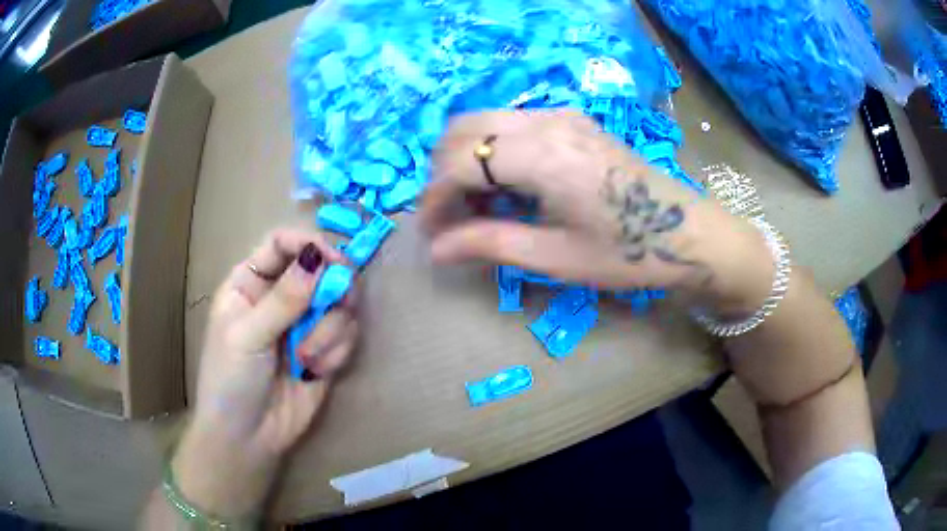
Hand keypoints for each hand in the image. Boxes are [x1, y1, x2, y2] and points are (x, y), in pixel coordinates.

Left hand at [172, 229, 358, 517]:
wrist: (248, 439)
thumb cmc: (231, 381)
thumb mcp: (248, 336)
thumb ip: (284, 298)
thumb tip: (317, 256)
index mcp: (250, 284)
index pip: (282, 244)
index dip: (308, 244)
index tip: (334, 260)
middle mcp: (280, 298)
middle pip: (320, 268)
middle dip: (334, 286)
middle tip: (341, 301)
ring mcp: (304, 325)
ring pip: (339, 303)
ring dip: (330, 330)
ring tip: (309, 357)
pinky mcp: (325, 351)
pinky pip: (346, 335)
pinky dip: (337, 351)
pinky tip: (316, 371)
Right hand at [421, 110, 773, 314]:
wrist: (688, 233)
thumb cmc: (628, 252)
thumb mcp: (555, 257)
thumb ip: (488, 244)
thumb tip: (434, 250)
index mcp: (542, 154)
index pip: (459, 161)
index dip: (434, 198)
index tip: (432, 234)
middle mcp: (545, 120)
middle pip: (462, 129)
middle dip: (443, 173)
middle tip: (450, 219)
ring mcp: (560, 115)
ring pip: (484, 121)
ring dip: (465, 159)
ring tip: (476, 206)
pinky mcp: (572, 120)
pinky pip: (511, 124)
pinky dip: (491, 150)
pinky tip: (507, 187)